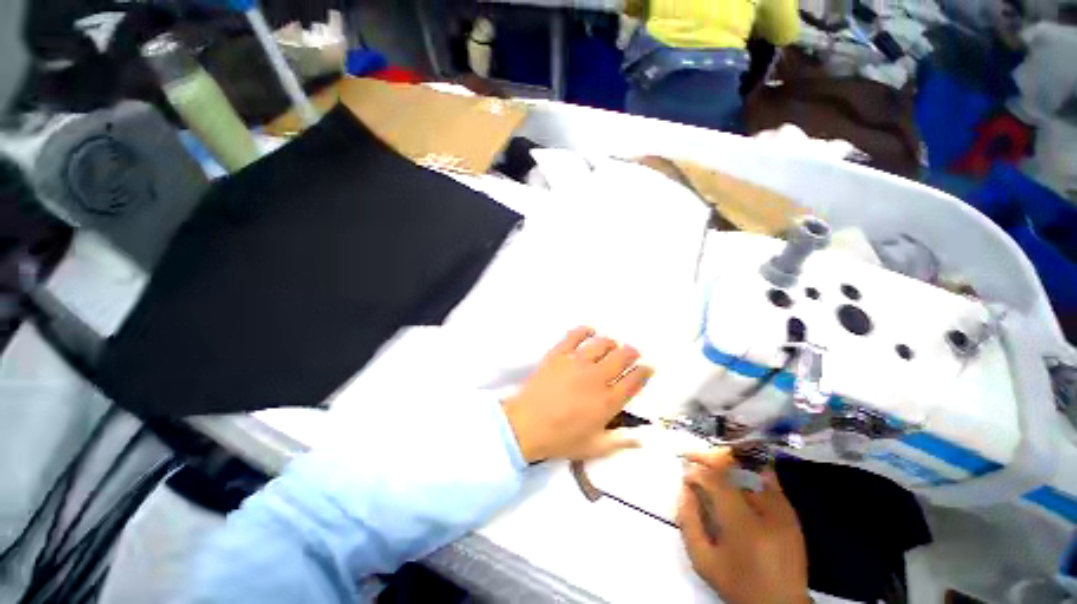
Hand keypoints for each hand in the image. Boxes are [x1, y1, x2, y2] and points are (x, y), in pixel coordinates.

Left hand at [503, 326, 651, 462]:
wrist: (526, 425)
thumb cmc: (561, 439)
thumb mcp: (594, 447)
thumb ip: (620, 442)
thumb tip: (642, 438)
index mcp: (608, 401)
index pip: (634, 381)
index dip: (644, 372)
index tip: (648, 367)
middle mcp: (597, 377)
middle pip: (621, 357)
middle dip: (631, 352)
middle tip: (632, 351)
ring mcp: (577, 362)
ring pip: (602, 344)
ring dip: (611, 342)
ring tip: (612, 344)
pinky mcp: (559, 354)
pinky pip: (575, 335)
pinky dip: (585, 330)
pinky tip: (590, 330)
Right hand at [678, 449, 808, 603]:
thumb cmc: (738, 584)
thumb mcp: (703, 561)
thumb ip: (689, 522)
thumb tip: (685, 490)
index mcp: (743, 525)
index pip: (717, 482)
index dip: (697, 472)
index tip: (685, 473)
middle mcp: (766, 511)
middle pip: (734, 470)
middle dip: (709, 459)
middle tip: (692, 457)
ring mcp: (782, 510)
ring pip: (750, 471)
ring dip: (727, 463)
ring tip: (711, 464)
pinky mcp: (791, 513)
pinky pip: (768, 481)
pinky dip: (749, 471)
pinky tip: (736, 473)